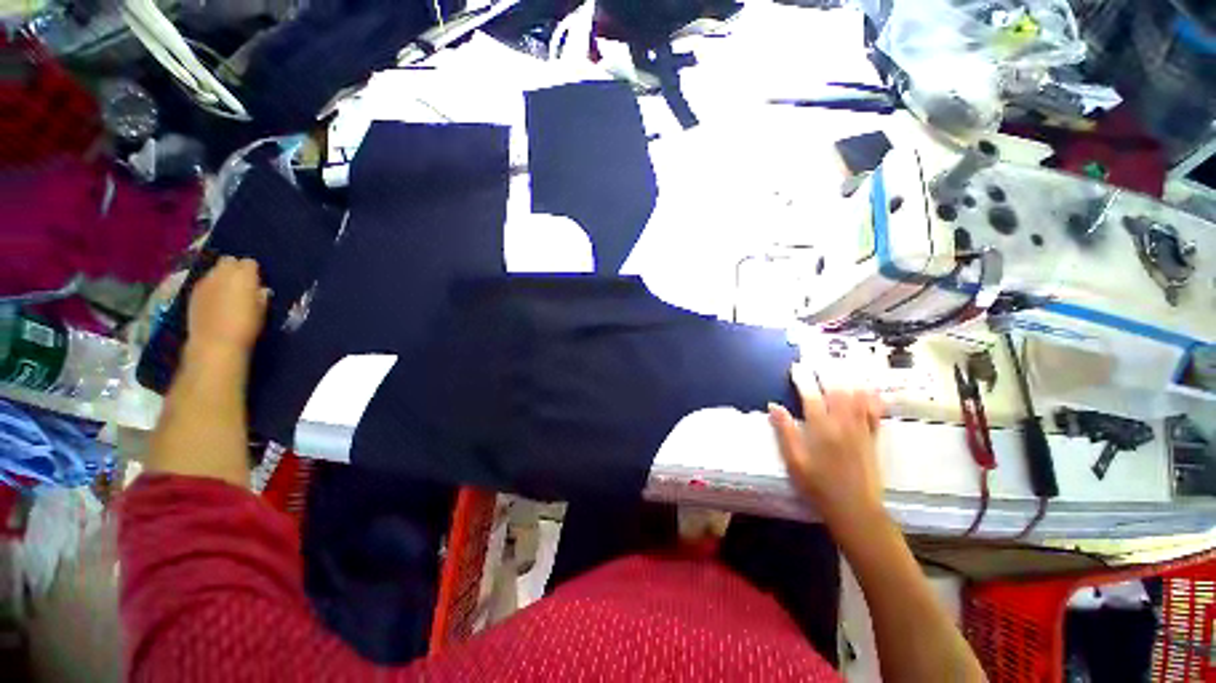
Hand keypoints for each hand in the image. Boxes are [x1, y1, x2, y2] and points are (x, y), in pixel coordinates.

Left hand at [187, 256, 267, 360]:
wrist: (215, 342)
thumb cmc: (246, 326)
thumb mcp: (262, 310)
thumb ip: (261, 296)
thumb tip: (260, 289)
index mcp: (243, 275)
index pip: (249, 262)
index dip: (253, 271)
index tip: (257, 282)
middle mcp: (222, 273)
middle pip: (228, 261)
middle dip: (235, 268)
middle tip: (242, 283)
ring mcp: (204, 281)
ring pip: (214, 271)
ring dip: (222, 277)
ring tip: (228, 293)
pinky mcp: (193, 292)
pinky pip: (205, 282)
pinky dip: (211, 287)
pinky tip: (215, 301)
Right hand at [769, 380, 884, 532]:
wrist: (855, 510)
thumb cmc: (818, 487)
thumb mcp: (794, 461)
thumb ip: (784, 431)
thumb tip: (773, 406)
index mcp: (821, 429)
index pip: (811, 396)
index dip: (802, 379)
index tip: (795, 367)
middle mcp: (843, 424)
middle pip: (837, 390)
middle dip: (826, 372)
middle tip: (818, 360)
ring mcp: (861, 430)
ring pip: (857, 397)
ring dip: (848, 378)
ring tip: (841, 366)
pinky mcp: (872, 438)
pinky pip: (874, 412)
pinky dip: (871, 397)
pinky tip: (868, 388)